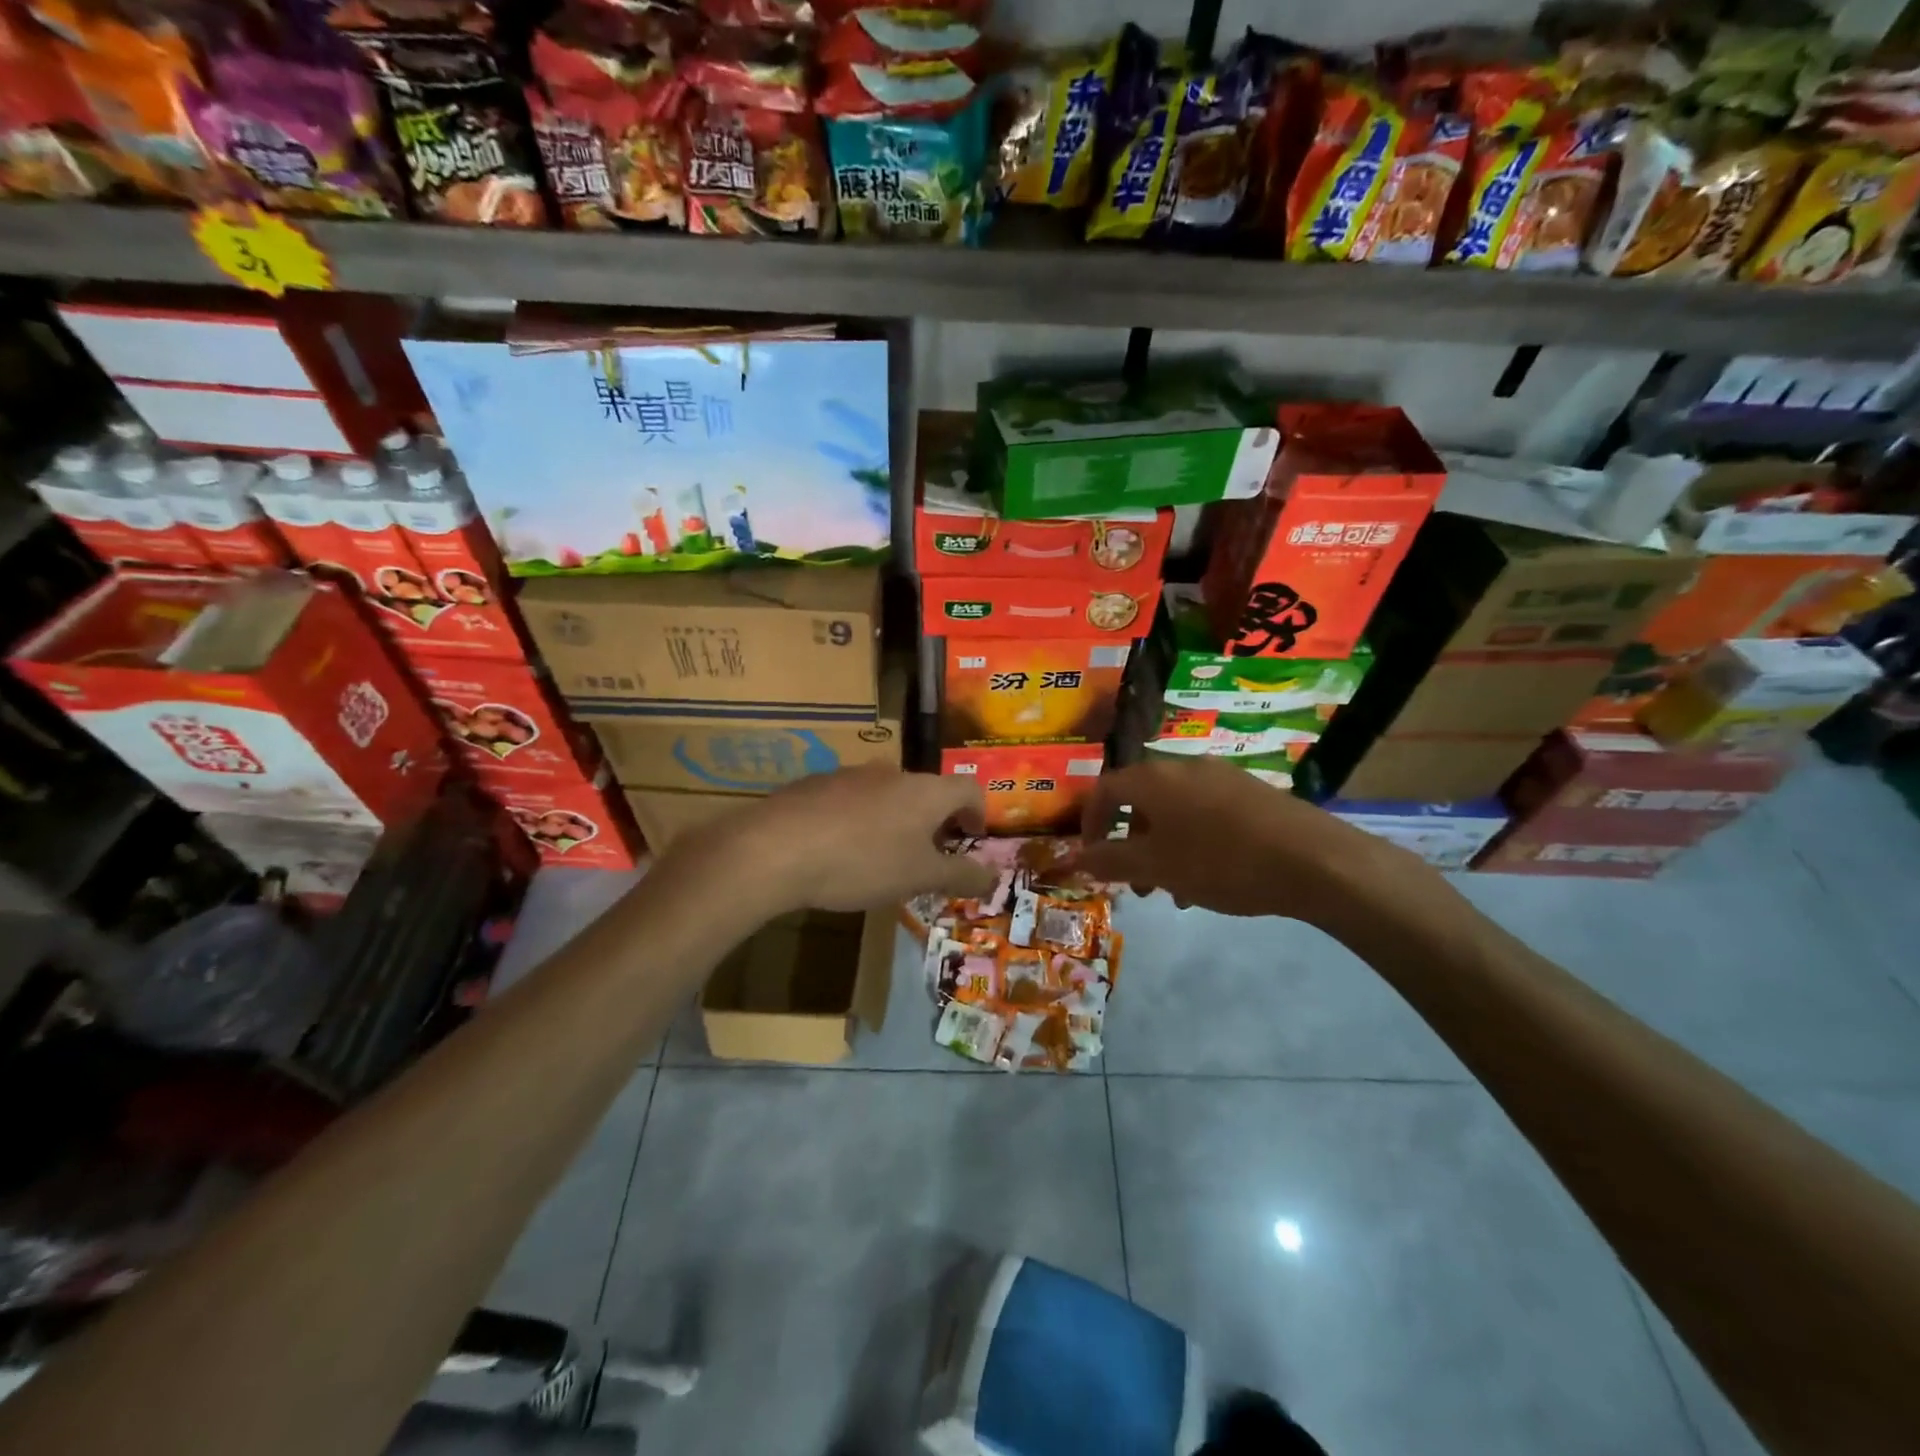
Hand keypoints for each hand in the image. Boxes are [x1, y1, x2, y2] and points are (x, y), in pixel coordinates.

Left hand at [688, 766, 998, 913]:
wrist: (775, 848)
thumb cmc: (862, 862)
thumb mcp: (919, 877)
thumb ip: (960, 875)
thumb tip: (993, 876)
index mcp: (925, 790)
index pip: (969, 788)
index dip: (978, 813)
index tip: (971, 838)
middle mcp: (892, 772)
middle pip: (927, 791)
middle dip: (933, 821)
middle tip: (927, 855)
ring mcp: (850, 774)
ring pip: (887, 794)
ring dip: (895, 820)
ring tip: (881, 857)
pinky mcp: (815, 784)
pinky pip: (850, 799)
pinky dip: (858, 820)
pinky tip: (839, 849)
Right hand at [1077, 757, 1429, 923]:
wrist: (1313, 859)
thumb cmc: (1221, 861)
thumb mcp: (1157, 867)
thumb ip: (1110, 860)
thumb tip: (1075, 857)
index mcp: (1153, 778)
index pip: (1103, 790)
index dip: (1090, 824)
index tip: (1093, 858)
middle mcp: (1183, 767)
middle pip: (1139, 801)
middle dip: (1129, 843)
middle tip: (1134, 883)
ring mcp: (1220, 776)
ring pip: (1173, 811)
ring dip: (1161, 848)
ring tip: (1173, 891)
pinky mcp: (1250, 792)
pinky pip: (1204, 814)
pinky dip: (1192, 842)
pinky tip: (1210, 881)